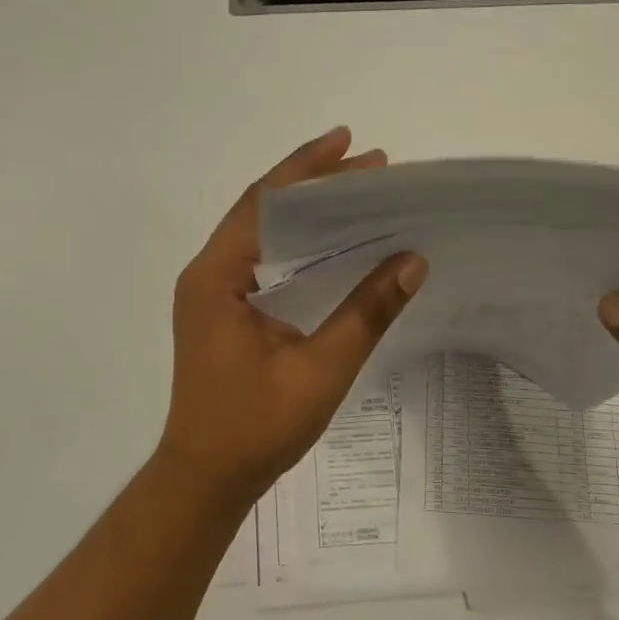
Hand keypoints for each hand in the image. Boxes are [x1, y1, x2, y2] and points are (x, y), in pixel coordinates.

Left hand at [158, 129, 427, 504]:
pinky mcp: (220, 310)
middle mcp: (206, 274)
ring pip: (259, 233)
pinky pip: (259, 258)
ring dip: (305, 209)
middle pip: (262, 211)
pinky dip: (294, 240)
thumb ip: (366, 313)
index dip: (307, 169)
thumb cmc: (256, 427)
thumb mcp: (320, 370)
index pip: (264, 204)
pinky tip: (328, 239)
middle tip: (370, 164)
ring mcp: (210, 292)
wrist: (205, 478)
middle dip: (313, 183)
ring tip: (356, 189)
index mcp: (217, 277)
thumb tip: (413, 261)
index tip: (349, 142)